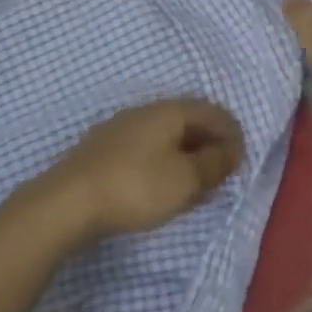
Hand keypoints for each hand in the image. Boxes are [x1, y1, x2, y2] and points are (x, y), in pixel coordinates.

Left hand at [36, 99, 244, 241]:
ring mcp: (121, 128)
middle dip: (209, 144)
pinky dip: (165, 163)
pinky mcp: (105, 149)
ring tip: (196, 185)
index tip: (241, 162)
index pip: (212, 111)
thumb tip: (229, 150)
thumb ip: (213, 163)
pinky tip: (163, 186)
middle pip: (188, 120)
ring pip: (166, 136)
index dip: (232, 133)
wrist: (70, 201)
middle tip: (222, 174)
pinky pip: (147, 149)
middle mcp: (145, 111)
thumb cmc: (136, 186)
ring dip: (187, 156)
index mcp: (168, 111)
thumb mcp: (185, 178)